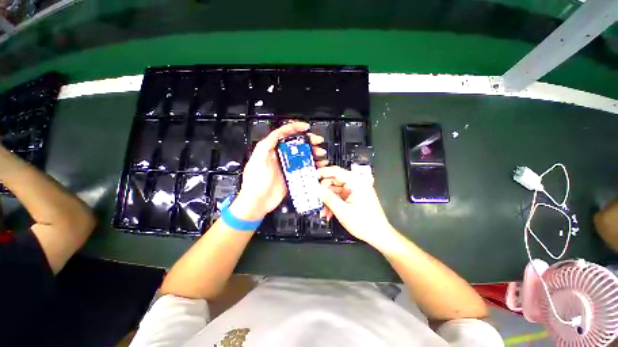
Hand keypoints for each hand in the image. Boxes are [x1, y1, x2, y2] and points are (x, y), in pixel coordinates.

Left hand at [230, 122, 327, 220]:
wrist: (257, 202)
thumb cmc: (254, 183)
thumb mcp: (257, 162)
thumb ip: (265, 146)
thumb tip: (275, 134)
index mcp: (270, 150)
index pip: (283, 134)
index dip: (295, 128)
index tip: (305, 127)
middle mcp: (280, 157)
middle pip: (296, 144)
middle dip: (308, 140)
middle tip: (317, 141)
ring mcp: (287, 166)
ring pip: (302, 155)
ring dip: (312, 153)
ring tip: (320, 153)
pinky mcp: (291, 176)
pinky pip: (303, 168)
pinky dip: (312, 165)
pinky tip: (318, 165)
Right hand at [317, 166, 396, 248]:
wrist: (379, 235)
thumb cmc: (364, 223)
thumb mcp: (342, 211)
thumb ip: (328, 198)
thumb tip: (317, 188)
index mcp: (356, 182)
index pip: (336, 171)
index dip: (322, 173)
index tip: (311, 178)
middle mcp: (356, 183)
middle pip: (334, 181)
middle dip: (324, 192)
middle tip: (315, 200)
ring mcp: (355, 190)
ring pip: (335, 190)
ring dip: (328, 200)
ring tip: (323, 212)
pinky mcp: (354, 197)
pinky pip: (340, 197)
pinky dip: (334, 203)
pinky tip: (329, 213)